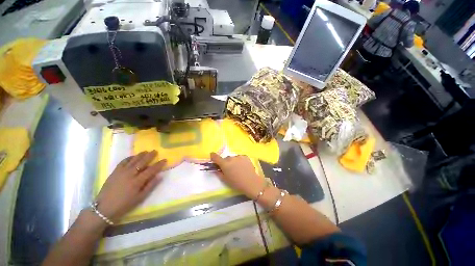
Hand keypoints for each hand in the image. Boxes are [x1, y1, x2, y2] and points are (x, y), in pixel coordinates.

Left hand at [95, 151, 166, 221]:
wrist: (104, 208)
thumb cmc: (124, 204)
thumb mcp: (140, 198)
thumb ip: (150, 186)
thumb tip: (160, 176)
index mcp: (137, 181)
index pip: (151, 170)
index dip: (159, 164)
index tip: (165, 160)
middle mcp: (130, 174)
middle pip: (142, 162)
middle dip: (150, 156)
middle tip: (155, 151)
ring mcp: (121, 172)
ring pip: (133, 160)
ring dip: (140, 155)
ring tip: (146, 151)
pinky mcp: (114, 172)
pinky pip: (123, 162)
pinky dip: (129, 158)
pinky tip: (133, 156)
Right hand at [210, 153, 265, 198]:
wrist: (251, 182)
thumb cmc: (236, 183)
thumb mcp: (225, 180)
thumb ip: (218, 173)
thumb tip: (215, 169)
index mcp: (225, 164)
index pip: (216, 157)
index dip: (213, 156)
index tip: (212, 156)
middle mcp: (231, 158)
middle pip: (226, 158)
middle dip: (226, 162)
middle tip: (229, 169)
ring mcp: (239, 156)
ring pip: (233, 158)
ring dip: (233, 161)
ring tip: (237, 169)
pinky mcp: (245, 156)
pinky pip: (239, 158)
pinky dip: (239, 161)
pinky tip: (243, 167)